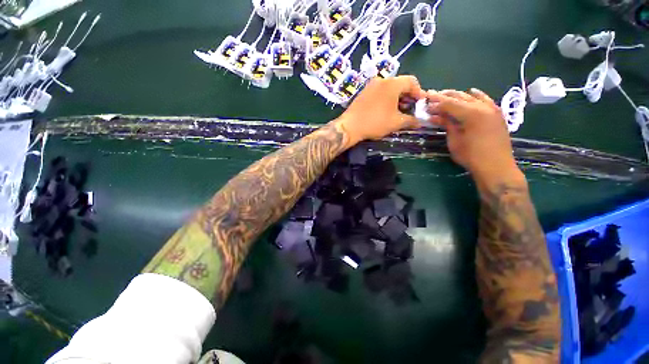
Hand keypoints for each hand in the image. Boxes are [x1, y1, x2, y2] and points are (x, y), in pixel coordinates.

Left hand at [336, 76, 425, 143]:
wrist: (350, 127)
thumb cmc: (375, 122)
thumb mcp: (396, 123)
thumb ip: (411, 120)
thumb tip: (420, 122)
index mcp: (392, 83)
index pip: (412, 81)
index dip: (419, 93)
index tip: (420, 105)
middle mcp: (381, 80)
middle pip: (400, 84)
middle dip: (407, 97)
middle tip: (409, 110)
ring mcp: (370, 86)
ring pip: (389, 89)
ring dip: (396, 99)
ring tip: (398, 112)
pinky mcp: (363, 92)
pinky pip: (379, 92)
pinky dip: (386, 99)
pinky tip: (385, 111)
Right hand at [426, 89, 524, 188]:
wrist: (496, 166)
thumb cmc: (471, 156)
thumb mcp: (454, 141)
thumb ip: (446, 124)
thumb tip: (435, 116)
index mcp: (471, 114)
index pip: (449, 104)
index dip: (435, 104)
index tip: (425, 105)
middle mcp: (483, 107)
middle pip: (460, 97)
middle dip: (444, 96)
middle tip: (431, 96)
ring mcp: (492, 109)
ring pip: (472, 96)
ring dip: (457, 95)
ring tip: (445, 95)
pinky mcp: (497, 114)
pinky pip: (485, 100)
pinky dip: (476, 96)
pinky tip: (471, 92)